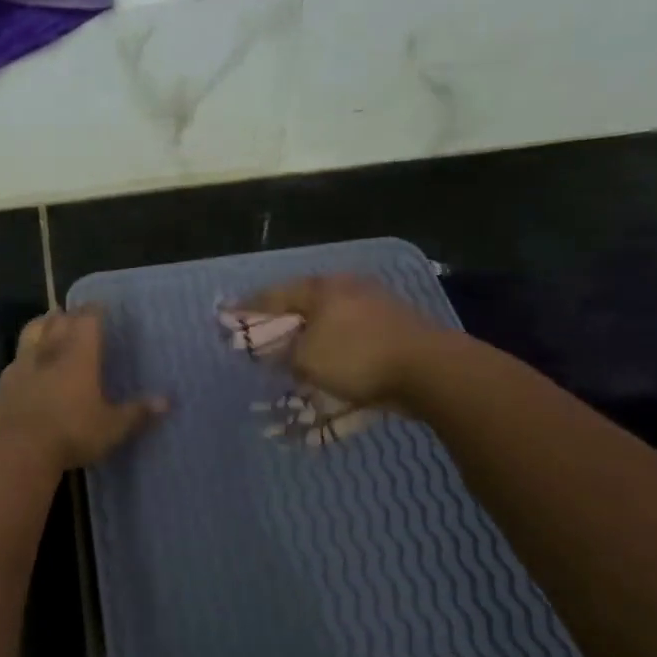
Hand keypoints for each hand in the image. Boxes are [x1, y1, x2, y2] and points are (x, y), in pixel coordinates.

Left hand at [0, 306, 165, 469]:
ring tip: (50, 323)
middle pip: (58, 319)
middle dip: (69, 314)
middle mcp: (51, 350)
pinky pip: (17, 358)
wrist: (19, 450)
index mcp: (79, 354)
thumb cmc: (72, 432)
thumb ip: (138, 413)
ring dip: (42, 324)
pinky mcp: (4, 381)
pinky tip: (28, 362)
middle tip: (77, 315)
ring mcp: (24, 363)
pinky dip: (25, 353)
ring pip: (32, 331)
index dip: (95, 310)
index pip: (88, 319)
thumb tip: (167, 402)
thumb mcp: (112, 427)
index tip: (101, 307)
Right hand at [241, 274, 446, 408]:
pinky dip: (335, 343)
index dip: (248, 307)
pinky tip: (332, 357)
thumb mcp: (306, 360)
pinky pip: (352, 332)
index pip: (273, 295)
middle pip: (303, 302)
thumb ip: (283, 353)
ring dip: (311, 332)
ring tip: (296, 348)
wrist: (428, 368)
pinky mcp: (394, 324)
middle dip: (282, 318)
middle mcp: (346, 287)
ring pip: (330, 317)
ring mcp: (374, 303)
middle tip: (263, 330)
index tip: (227, 313)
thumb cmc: (357, 357)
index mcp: (320, 288)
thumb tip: (276, 351)